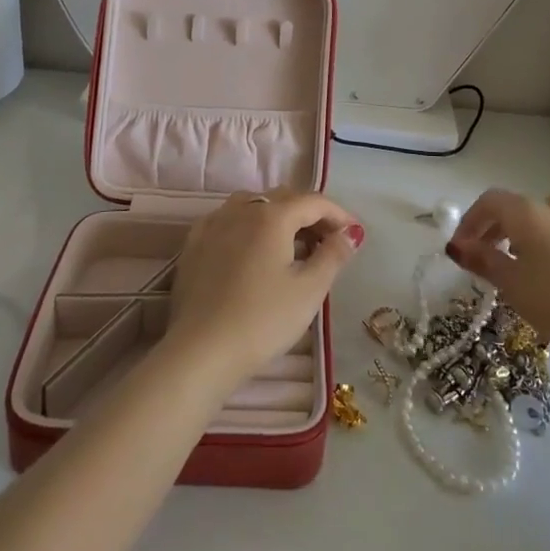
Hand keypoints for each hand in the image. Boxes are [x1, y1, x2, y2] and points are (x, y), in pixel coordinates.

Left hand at [166, 189, 362, 385]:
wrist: (200, 352)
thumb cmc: (262, 320)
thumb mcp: (309, 290)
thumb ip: (333, 255)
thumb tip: (351, 233)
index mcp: (272, 215)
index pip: (314, 202)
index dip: (339, 214)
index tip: (355, 235)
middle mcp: (241, 209)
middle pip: (284, 199)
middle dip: (311, 214)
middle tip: (329, 242)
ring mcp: (213, 224)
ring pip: (254, 205)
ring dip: (279, 217)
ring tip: (293, 244)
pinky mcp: (194, 244)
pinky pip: (228, 221)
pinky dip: (249, 226)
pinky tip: (253, 250)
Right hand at [445, 190, 549, 358]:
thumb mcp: (510, 283)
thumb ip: (482, 261)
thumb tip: (456, 246)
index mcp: (525, 212)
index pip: (489, 202)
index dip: (469, 221)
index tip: (459, 249)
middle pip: (512, 207)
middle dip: (490, 228)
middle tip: (479, 257)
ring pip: (538, 216)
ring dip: (518, 232)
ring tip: (511, 260)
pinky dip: (542, 242)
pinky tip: (542, 270)